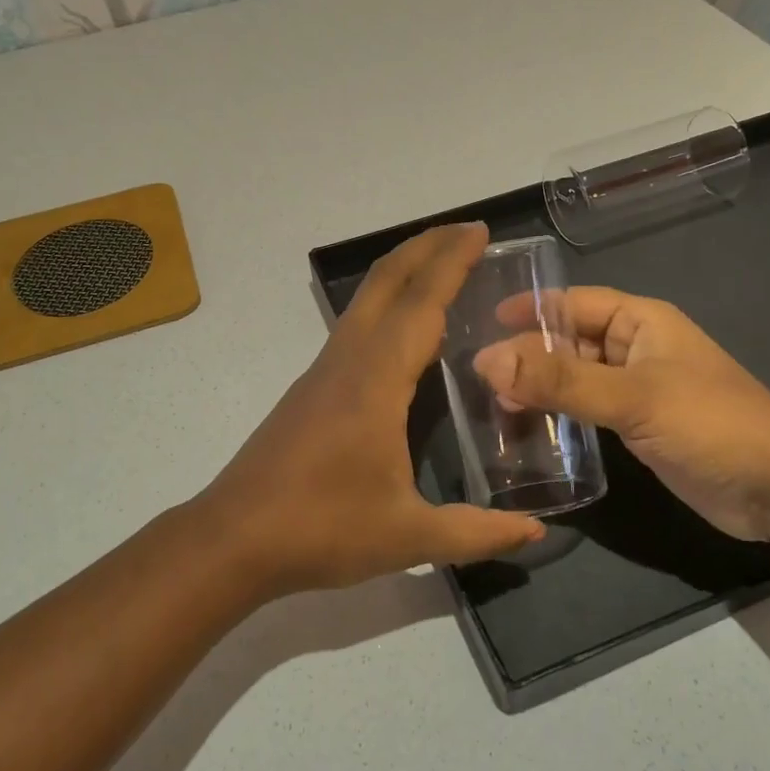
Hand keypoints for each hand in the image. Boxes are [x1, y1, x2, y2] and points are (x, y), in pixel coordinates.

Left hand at [193, 223, 545, 596]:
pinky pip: (356, 326)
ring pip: (366, 300)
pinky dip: (387, 306)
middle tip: (467, 232)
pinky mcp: (311, 389)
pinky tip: (406, 334)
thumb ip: (477, 533)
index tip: (480, 230)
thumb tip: (536, 533)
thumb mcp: (408, 536)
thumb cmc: (322, 529)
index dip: (452, 262)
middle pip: (385, 281)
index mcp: (376, 380)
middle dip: (426, 247)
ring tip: (443, 270)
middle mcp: (348, 360)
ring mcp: (324, 371)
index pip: (422, 304)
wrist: (233, 539)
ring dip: (404, 273)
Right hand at [472, 288, 769, 544]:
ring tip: (494, 405)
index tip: (482, 323)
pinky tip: (529, 428)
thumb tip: (486, 360)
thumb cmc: (709, 424)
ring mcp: (638, 389)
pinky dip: (558, 414)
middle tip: (479, 379)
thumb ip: (559, 380)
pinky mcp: (638, 426)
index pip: (573, 303)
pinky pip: (587, 409)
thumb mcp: (631, 397)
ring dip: (539, 387)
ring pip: (575, 377)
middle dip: (527, 355)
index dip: (530, 309)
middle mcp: (636, 348)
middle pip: (569, 341)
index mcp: (641, 321)